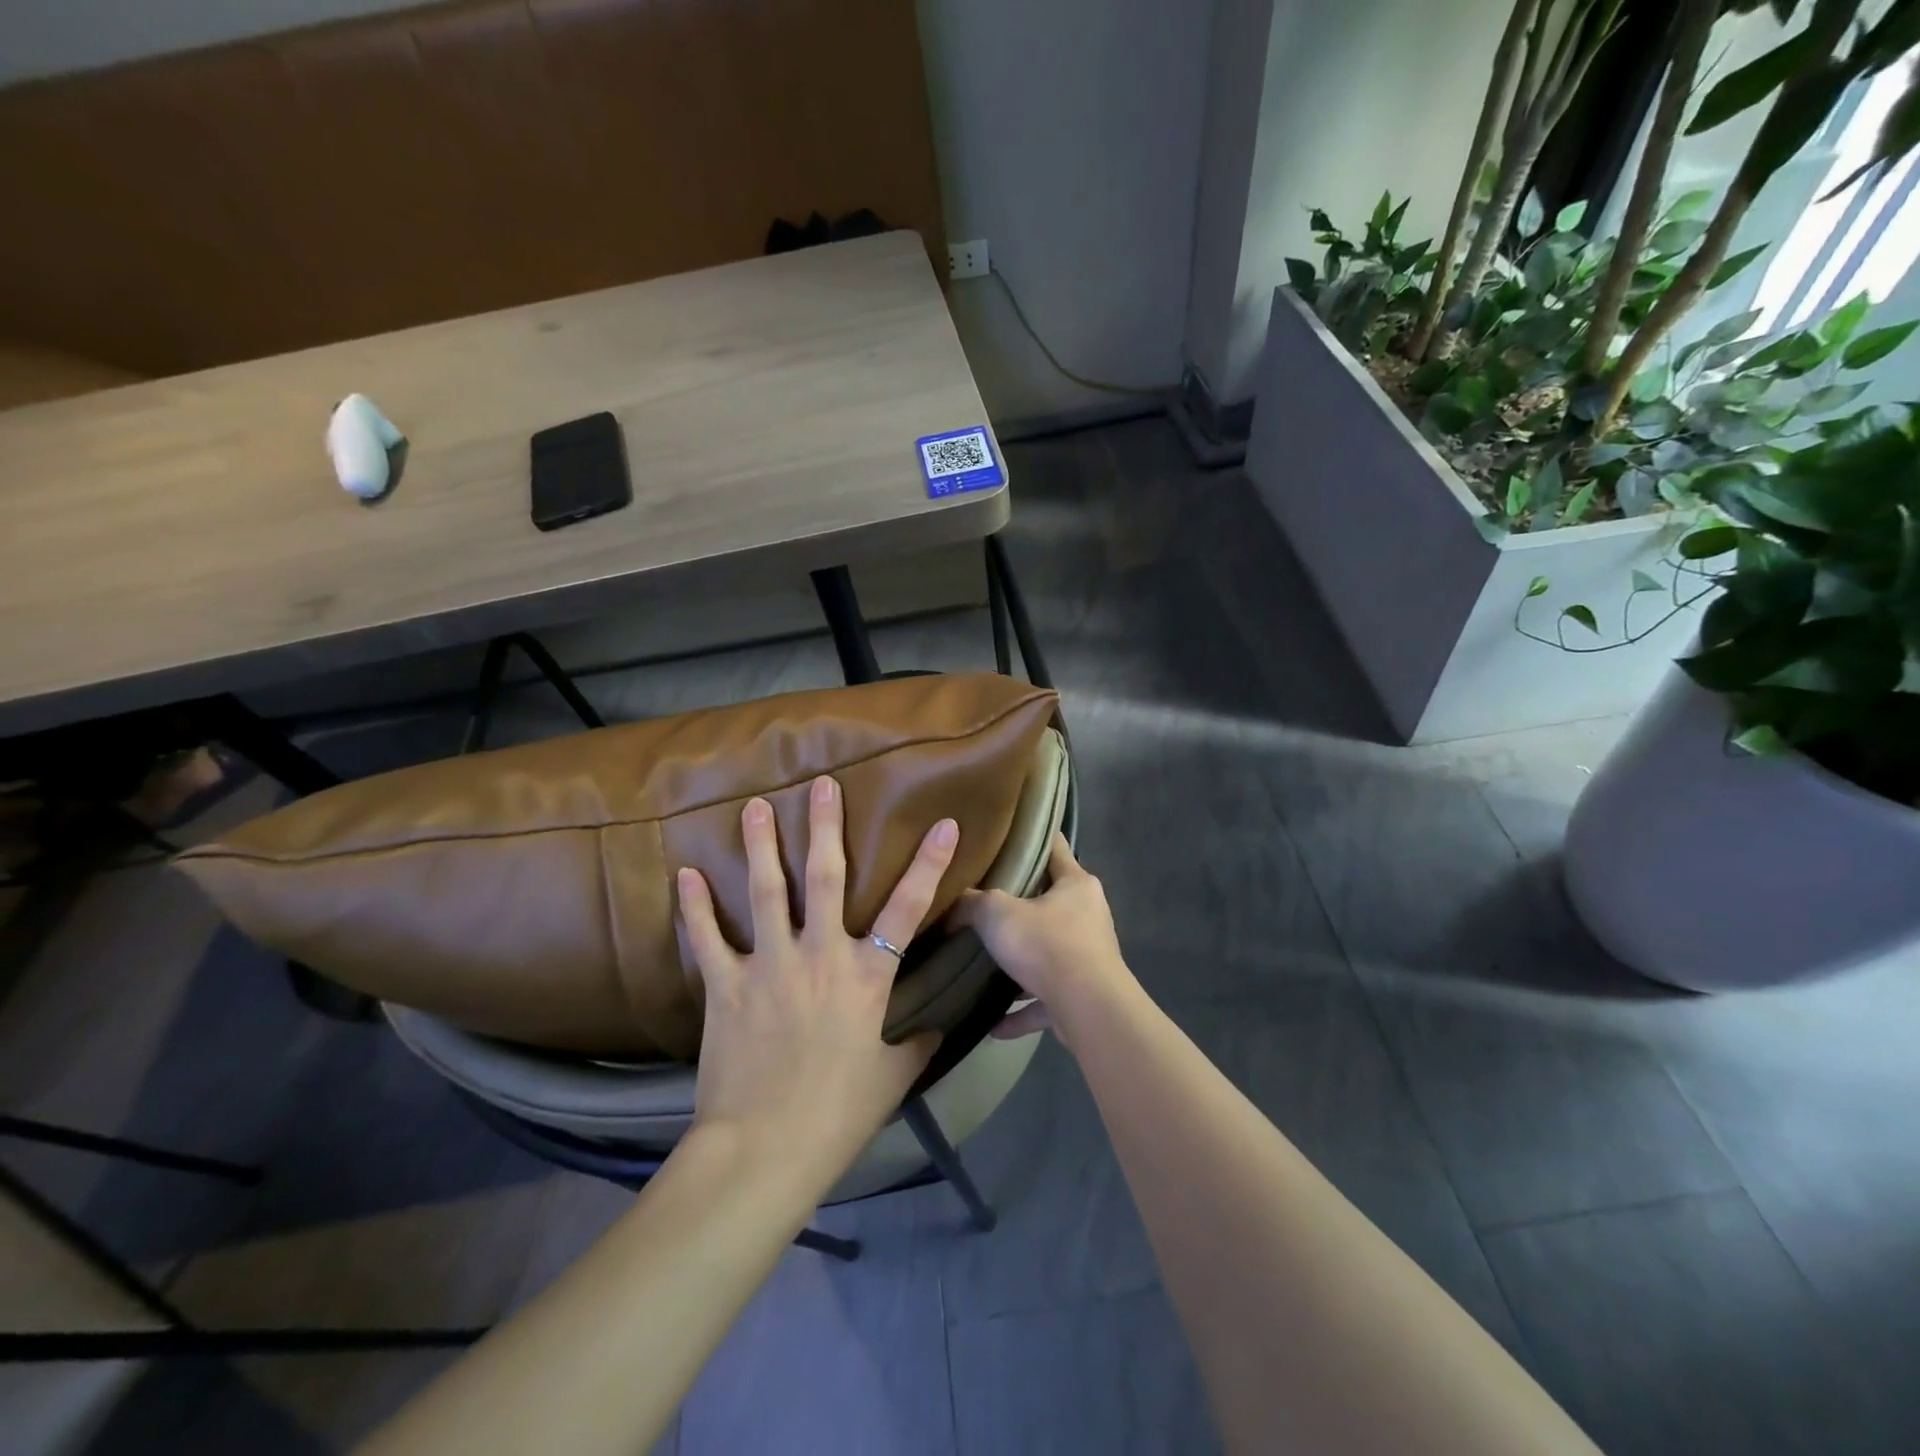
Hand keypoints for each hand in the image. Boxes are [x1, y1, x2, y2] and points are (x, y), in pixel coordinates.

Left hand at [676, 776, 953, 1194]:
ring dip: (761, 845)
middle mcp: (820, 954)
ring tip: (755, 805)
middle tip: (821, 784)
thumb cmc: (839, 1113)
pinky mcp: (726, 985)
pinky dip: (694, 905)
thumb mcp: (893, 1077)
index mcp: (867, 974)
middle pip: (827, 877)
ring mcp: (770, 964)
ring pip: (767, 890)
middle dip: (826, 827)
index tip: (944, 824)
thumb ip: (918, 1041)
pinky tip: (684, 873)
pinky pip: (707, 937)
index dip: (930, 863)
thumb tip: (937, 1023)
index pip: (909, 907)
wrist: (765, 1150)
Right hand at [948, 834, 1133, 1046]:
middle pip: (1050, 900)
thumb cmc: (1047, 945)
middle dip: (1019, 903)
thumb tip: (950, 904)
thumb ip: (972, 903)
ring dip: (1022, 962)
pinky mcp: (1083, 995)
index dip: (1032, 836)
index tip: (1007, 832)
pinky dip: (1022, 1010)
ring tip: (987, 962)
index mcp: (1076, 884)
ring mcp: (1089, 957)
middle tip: (982, 898)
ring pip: (1048, 952)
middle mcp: (1088, 915)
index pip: (1055, 846)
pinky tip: (994, 1024)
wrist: (1088, 1010)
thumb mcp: (998, 913)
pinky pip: (1046, 999)